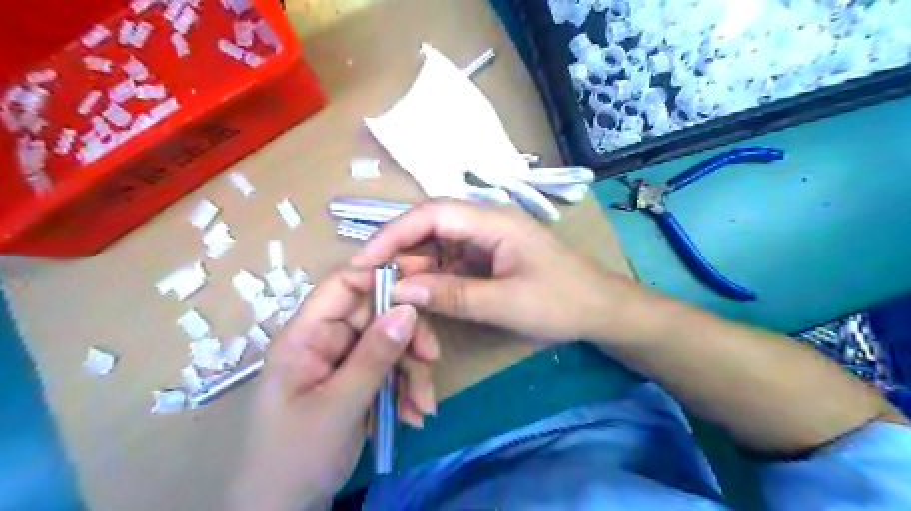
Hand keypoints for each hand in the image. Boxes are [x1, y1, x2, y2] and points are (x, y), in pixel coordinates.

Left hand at [230, 269, 438, 508]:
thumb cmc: (295, 458)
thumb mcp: (338, 407)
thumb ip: (374, 356)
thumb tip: (408, 309)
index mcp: (305, 336)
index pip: (343, 286)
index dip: (380, 277)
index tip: (420, 287)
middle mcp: (326, 341)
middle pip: (376, 316)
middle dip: (408, 339)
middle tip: (431, 361)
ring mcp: (343, 362)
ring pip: (389, 345)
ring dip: (412, 373)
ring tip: (422, 408)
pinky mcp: (357, 381)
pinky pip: (389, 371)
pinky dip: (405, 390)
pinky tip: (413, 416)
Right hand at [352, 200, 635, 341]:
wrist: (603, 310)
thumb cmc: (563, 302)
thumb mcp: (507, 304)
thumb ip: (453, 295)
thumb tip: (400, 290)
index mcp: (494, 220)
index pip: (431, 214)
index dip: (393, 233)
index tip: (365, 260)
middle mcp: (486, 222)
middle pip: (430, 226)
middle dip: (400, 253)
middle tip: (377, 284)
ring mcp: (487, 239)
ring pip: (437, 245)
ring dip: (415, 267)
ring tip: (397, 294)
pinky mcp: (488, 257)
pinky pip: (451, 261)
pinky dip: (433, 277)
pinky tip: (423, 294)